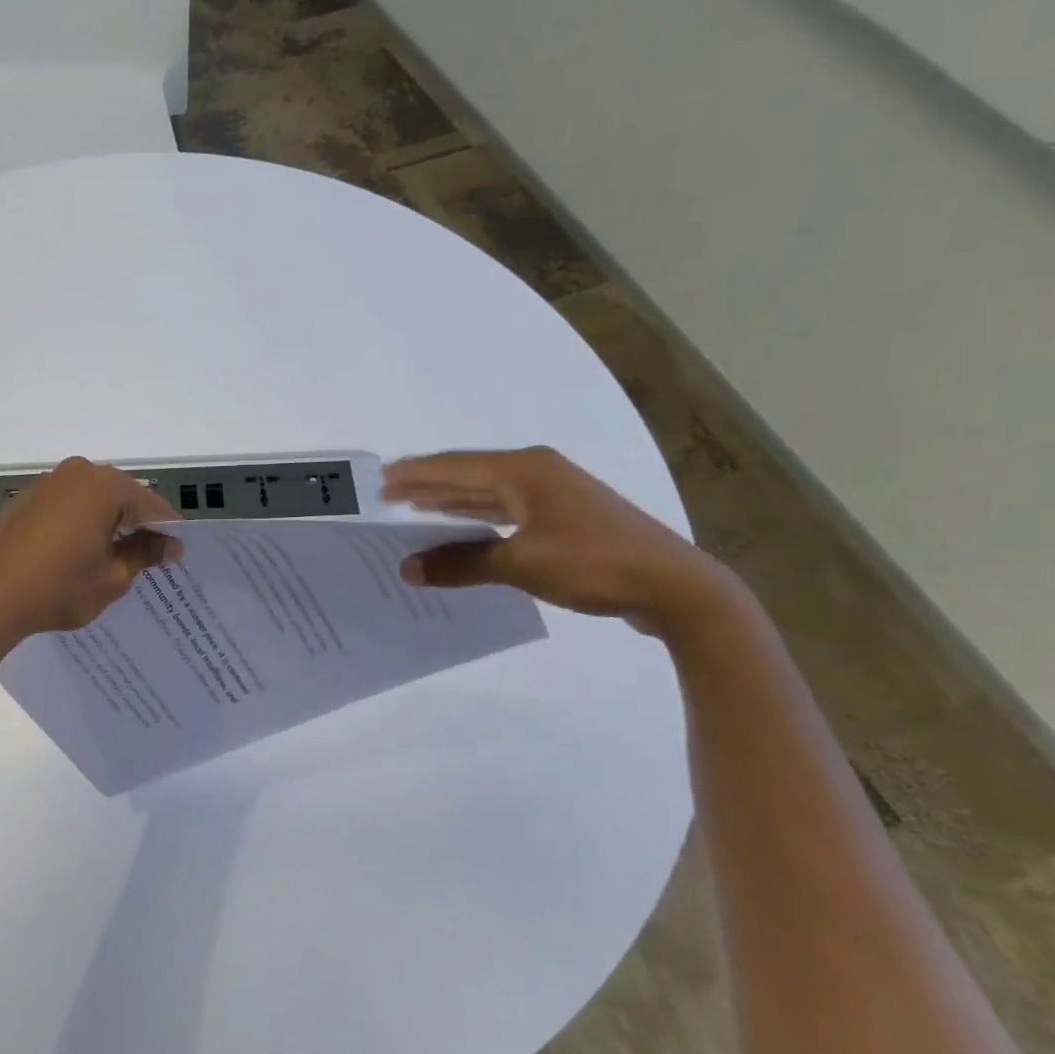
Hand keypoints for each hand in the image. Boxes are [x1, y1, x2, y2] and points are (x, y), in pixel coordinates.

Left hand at [0, 457, 181, 646]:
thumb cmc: (57, 587)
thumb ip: (144, 555)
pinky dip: (83, 521)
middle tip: (151, 555)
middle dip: (138, 522)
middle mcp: (78, 473)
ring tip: (116, 555)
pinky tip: (81, 550)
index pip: (152, 505)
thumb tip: (169, 545)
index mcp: (105, 487)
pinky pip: (69, 503)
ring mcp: (49, 482)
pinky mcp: (27, 497)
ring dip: (110, 520)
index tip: (176, 555)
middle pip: (123, 495)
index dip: (167, 531)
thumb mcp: (112, 577)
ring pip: (95, 498)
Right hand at [380, 447, 740, 634]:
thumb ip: (462, 564)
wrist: (675, 586)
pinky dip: (478, 519)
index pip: (454, 467)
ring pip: (488, 493)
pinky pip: (506, 512)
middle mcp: (536, 473)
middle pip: (469, 476)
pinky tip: (461, 528)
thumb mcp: (521, 564)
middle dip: (428, 485)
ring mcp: (553, 495)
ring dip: (451, 502)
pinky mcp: (564, 519)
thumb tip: (409, 569)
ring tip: (413, 507)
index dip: (415, 474)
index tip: (379, 479)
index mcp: (524, 471)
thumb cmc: (594, 563)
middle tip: (388, 493)